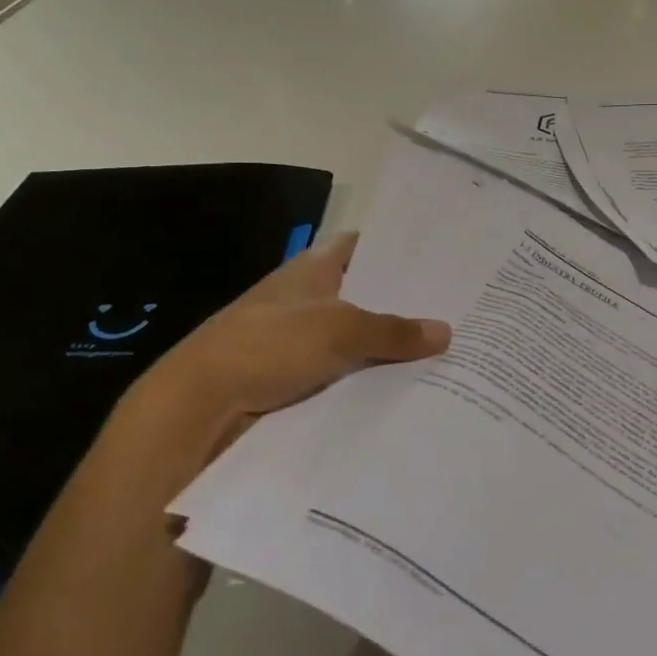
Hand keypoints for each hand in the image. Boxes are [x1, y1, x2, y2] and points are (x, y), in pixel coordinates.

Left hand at [114, 232, 450, 479]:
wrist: (199, 408)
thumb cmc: (267, 346)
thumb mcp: (338, 330)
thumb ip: (392, 331)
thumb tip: (445, 332)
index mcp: (312, 270)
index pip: (360, 247)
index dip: (395, 249)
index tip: (437, 257)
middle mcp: (308, 301)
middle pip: (364, 296)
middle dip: (403, 303)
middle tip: (457, 310)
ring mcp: (300, 343)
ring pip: (357, 339)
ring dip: (389, 348)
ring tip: (447, 353)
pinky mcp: (295, 381)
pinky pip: (345, 374)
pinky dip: (370, 381)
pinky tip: (409, 390)